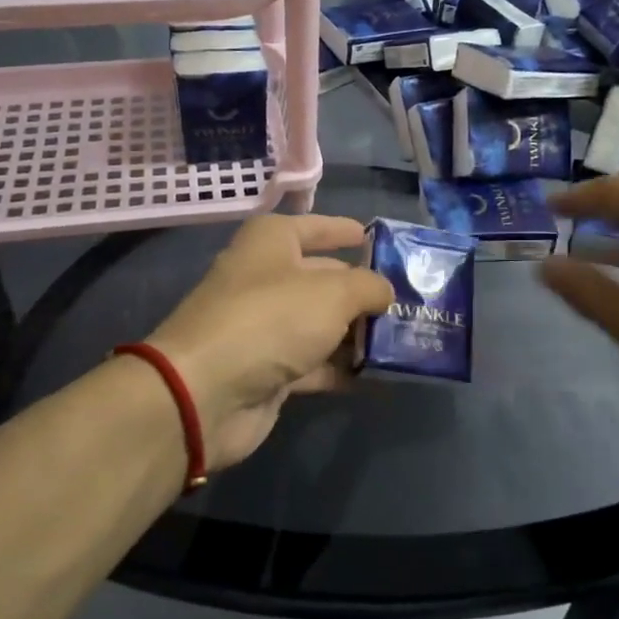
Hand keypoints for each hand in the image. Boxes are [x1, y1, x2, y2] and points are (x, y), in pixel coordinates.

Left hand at [147, 215, 393, 469]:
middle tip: (411, 299)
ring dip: (357, 332)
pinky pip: (315, 362)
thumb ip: (369, 287)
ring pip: (321, 323)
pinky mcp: (268, 369)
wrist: (207, 391)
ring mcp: (265, 326)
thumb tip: (385, 292)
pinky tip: (378, 374)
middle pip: (324, 278)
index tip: (379, 240)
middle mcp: (266, 278)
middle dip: (364, 289)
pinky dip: (342, 367)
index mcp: (272, 242)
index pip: (317, 226)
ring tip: (405, 337)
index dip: (346, 231)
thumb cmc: (271, 318)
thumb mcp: (333, 292)